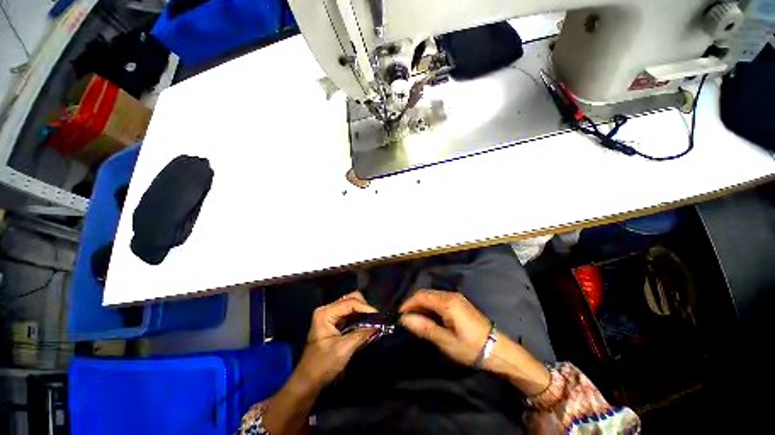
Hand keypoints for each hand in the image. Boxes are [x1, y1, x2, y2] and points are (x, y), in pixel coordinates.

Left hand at [294, 291, 377, 387]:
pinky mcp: (333, 322)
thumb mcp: (344, 349)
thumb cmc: (323, 365)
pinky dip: (358, 317)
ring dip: (362, 312)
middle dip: (364, 307)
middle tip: (375, 318)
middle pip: (350, 299)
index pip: (350, 303)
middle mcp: (327, 309)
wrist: (307, 381)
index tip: (378, 317)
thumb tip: (378, 325)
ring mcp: (329, 315)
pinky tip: (366, 324)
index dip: (366, 308)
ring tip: (373, 321)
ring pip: (351, 305)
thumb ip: (361, 334)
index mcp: (325, 313)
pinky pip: (349, 313)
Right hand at [399, 290, 491, 366]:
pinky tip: (429, 317)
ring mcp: (457, 297)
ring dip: (421, 304)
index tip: (399, 316)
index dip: (408, 304)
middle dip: (413, 303)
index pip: (421, 296)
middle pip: (426, 293)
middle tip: (405, 319)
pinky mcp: (460, 302)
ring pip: (432, 295)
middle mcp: (451, 295)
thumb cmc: (471, 347)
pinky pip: (439, 299)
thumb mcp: (446, 341)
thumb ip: (425, 328)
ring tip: (414, 319)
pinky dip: (430, 305)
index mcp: (447, 302)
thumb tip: (405, 319)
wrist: (498, 350)